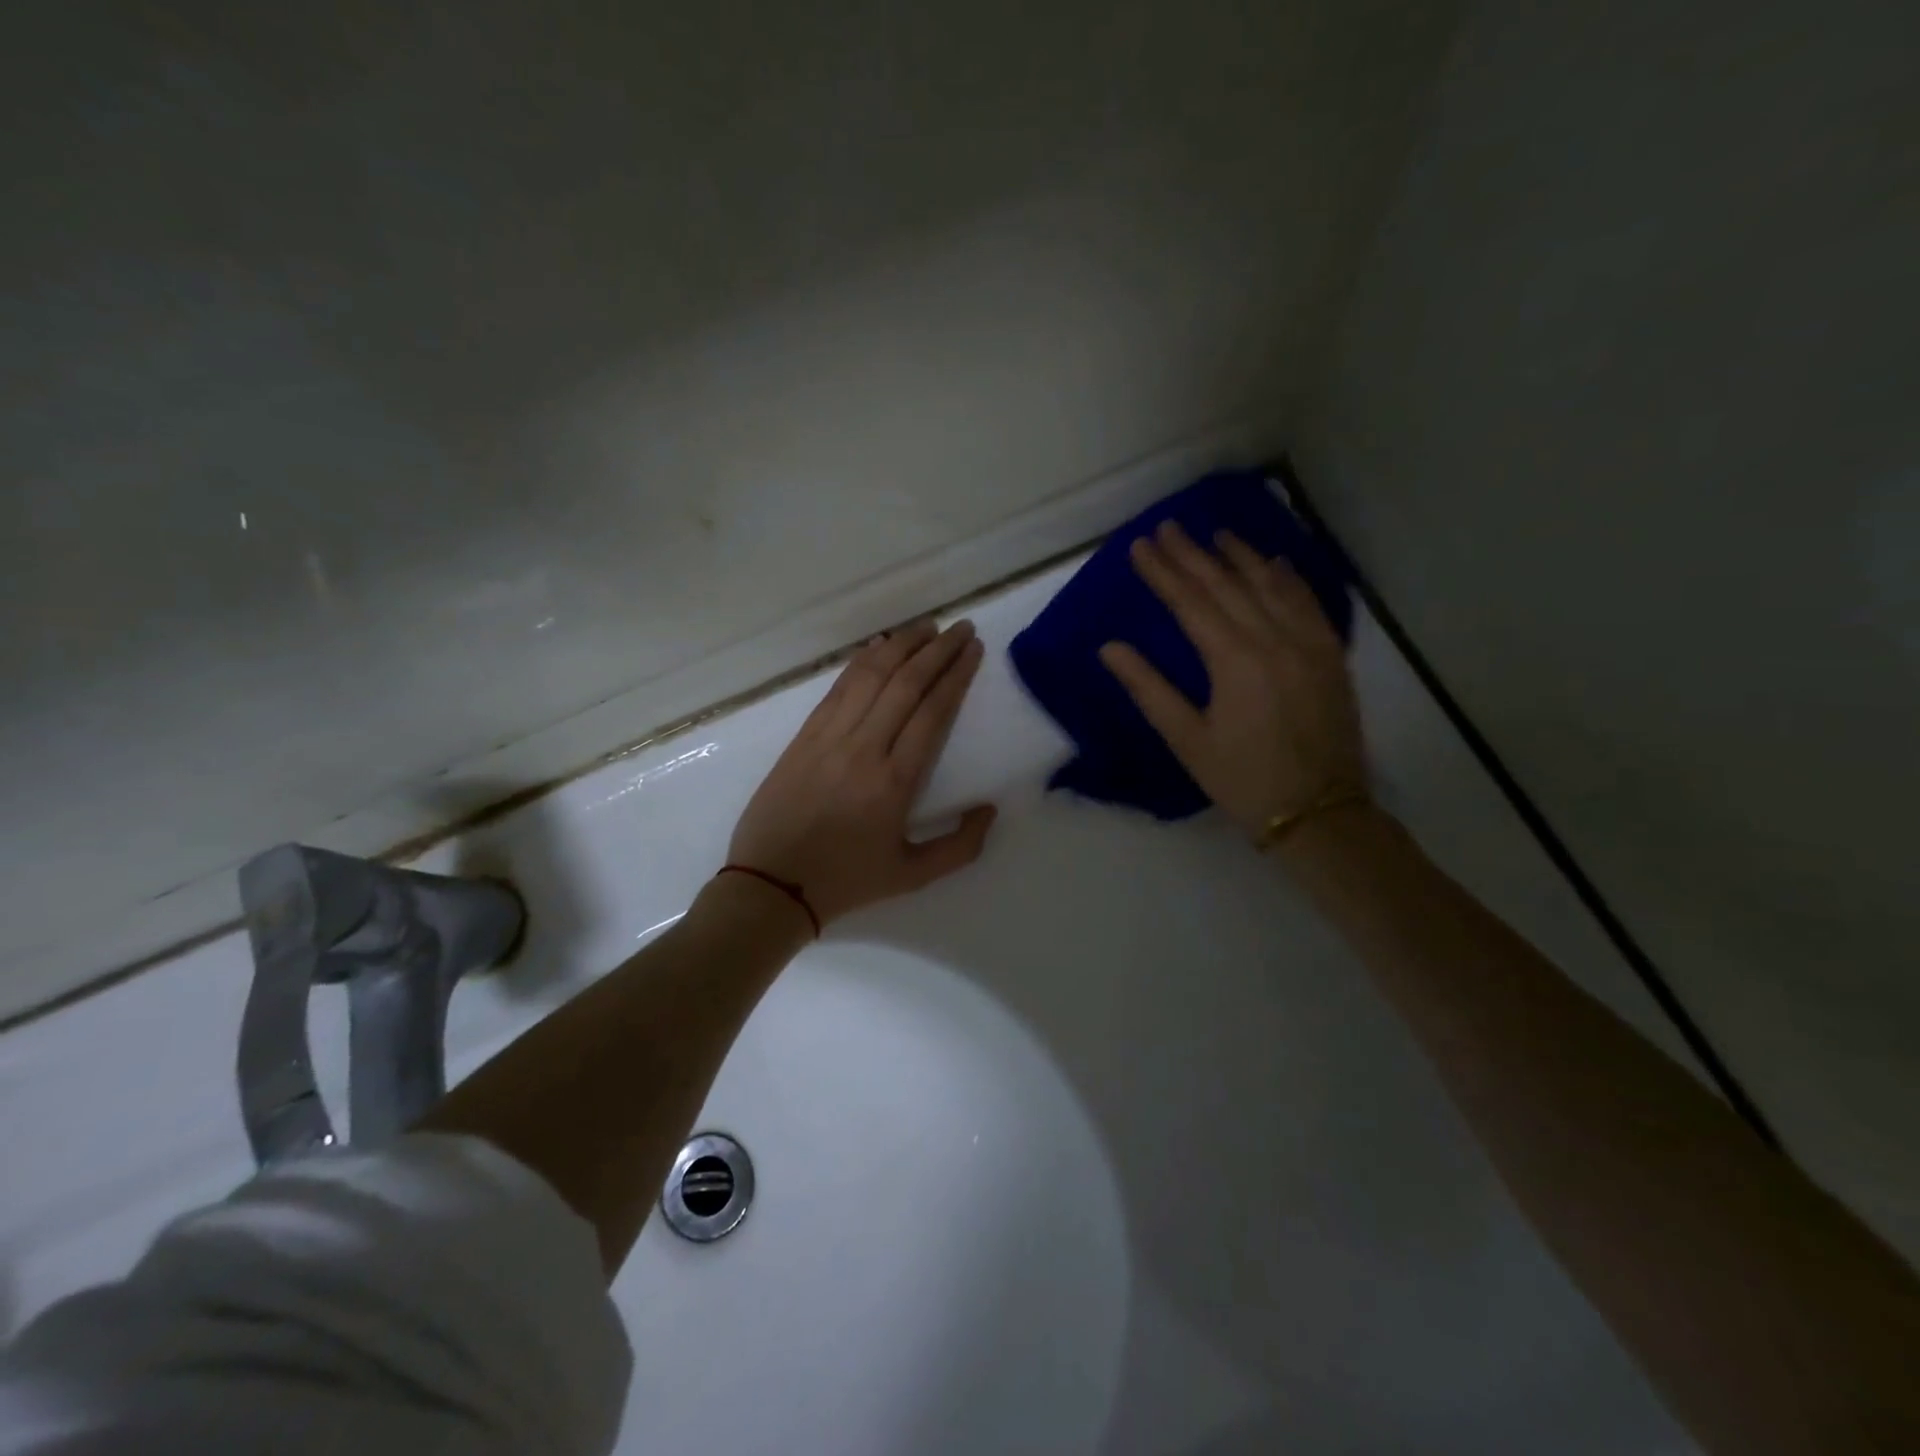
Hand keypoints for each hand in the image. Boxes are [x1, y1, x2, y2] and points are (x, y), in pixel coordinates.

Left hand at [728, 620, 997, 925]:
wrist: (771, 884)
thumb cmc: (846, 881)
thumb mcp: (913, 876)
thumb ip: (961, 846)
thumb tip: (989, 809)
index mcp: (895, 782)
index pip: (932, 712)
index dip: (956, 675)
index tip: (974, 650)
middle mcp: (864, 748)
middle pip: (906, 684)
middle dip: (938, 650)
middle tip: (961, 628)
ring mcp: (829, 737)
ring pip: (870, 676)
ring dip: (901, 645)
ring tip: (927, 627)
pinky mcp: (804, 736)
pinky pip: (838, 688)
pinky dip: (862, 662)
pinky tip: (879, 647)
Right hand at [1099, 521, 1366, 840]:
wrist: (1320, 812)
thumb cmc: (1242, 780)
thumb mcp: (1187, 740)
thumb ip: (1149, 689)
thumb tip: (1110, 648)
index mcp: (1235, 661)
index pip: (1191, 603)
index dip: (1163, 572)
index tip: (1140, 545)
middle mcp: (1274, 640)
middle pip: (1227, 586)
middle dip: (1194, 554)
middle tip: (1169, 526)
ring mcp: (1309, 644)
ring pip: (1271, 586)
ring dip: (1241, 556)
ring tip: (1216, 533)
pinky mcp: (1331, 656)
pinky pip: (1308, 603)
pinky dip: (1288, 578)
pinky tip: (1274, 562)